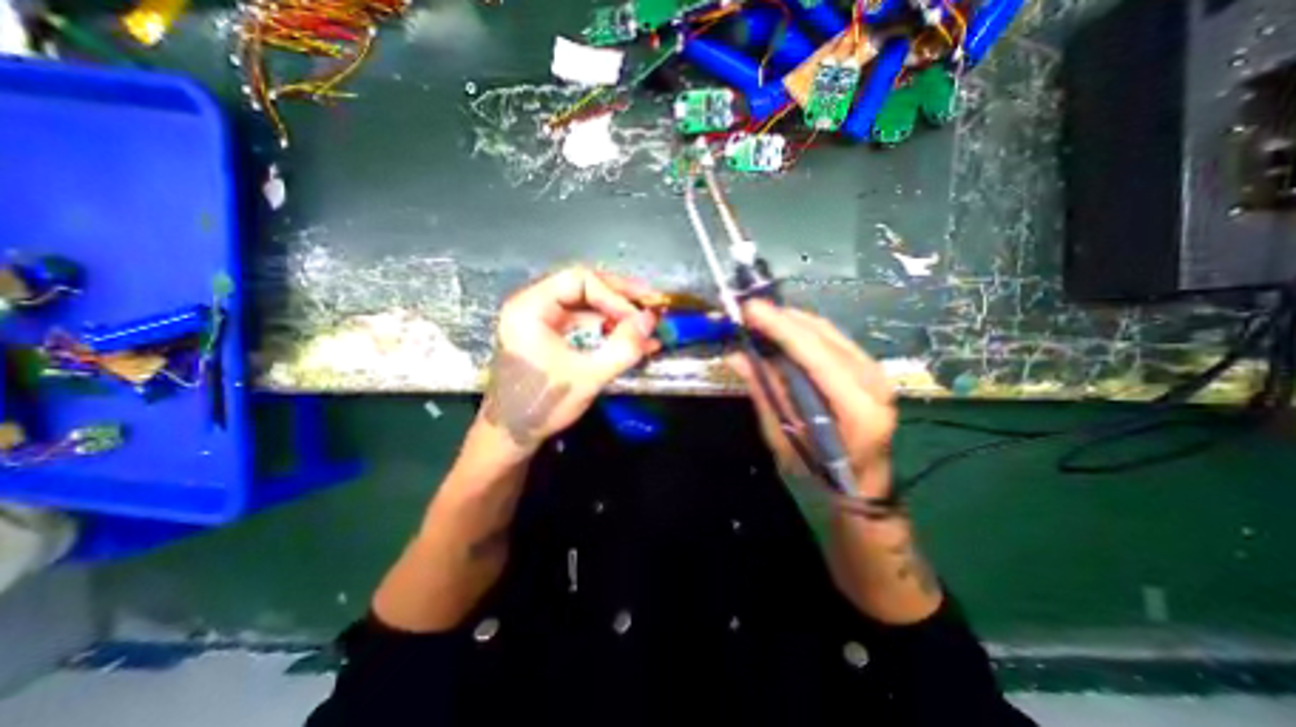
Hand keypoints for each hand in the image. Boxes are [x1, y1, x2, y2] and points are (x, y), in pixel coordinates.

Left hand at [477, 266, 662, 453]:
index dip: (615, 295)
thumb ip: (622, 348)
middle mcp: (534, 305)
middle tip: (652, 307)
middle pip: (584, 287)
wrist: (511, 436)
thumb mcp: (587, 377)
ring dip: (618, 316)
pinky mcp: (551, 336)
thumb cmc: (541, 404)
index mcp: (531, 306)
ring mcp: (543, 320)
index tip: (640, 317)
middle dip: (621, 300)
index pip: (580, 281)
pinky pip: (585, 324)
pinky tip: (632, 342)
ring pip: (588, 306)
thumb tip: (651, 320)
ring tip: (647, 328)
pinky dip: (608, 331)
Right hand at [723, 299, 898, 496]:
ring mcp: (876, 373)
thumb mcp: (784, 441)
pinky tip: (782, 331)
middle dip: (782, 318)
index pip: (815, 355)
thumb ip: (764, 394)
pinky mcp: (869, 370)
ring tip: (760, 318)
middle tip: (747, 312)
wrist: (861, 490)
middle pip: (823, 336)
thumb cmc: (820, 477)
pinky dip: (804, 332)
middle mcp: (874, 383)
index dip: (780, 327)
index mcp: (858, 408)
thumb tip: (736, 356)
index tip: (749, 309)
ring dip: (791, 322)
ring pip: (828, 332)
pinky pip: (832, 339)